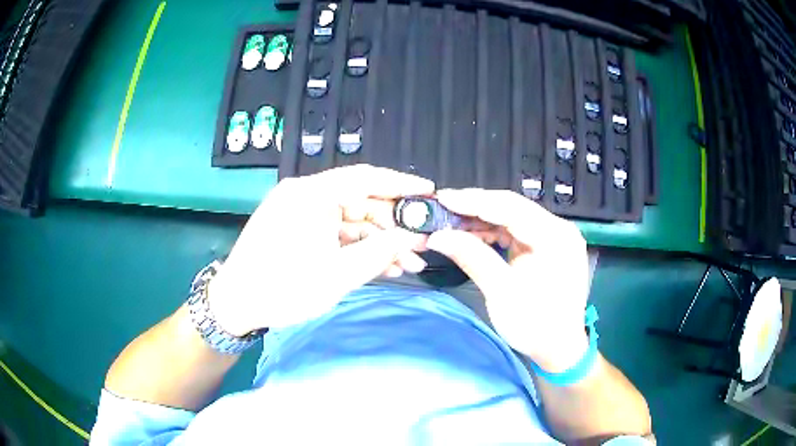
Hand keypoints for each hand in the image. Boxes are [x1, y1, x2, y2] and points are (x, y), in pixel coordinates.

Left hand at [208, 165, 433, 335]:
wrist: (236, 305)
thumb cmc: (283, 288)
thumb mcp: (338, 274)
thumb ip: (380, 252)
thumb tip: (413, 237)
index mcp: (311, 194)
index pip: (366, 178)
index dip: (401, 184)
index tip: (429, 192)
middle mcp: (305, 195)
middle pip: (360, 202)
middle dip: (393, 227)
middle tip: (423, 245)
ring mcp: (300, 213)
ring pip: (350, 222)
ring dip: (378, 242)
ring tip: (408, 265)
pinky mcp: (297, 229)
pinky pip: (334, 233)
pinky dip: (357, 248)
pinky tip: (382, 266)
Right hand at [425, 189, 589, 372]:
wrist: (558, 348)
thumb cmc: (535, 325)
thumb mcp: (501, 292)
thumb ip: (472, 257)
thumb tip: (437, 236)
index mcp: (554, 237)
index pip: (510, 207)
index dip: (474, 201)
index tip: (442, 197)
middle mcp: (558, 229)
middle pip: (512, 208)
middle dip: (475, 208)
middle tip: (442, 208)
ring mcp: (554, 237)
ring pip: (513, 218)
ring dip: (482, 220)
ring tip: (451, 223)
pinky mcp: (547, 247)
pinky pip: (517, 232)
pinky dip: (494, 233)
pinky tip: (472, 235)